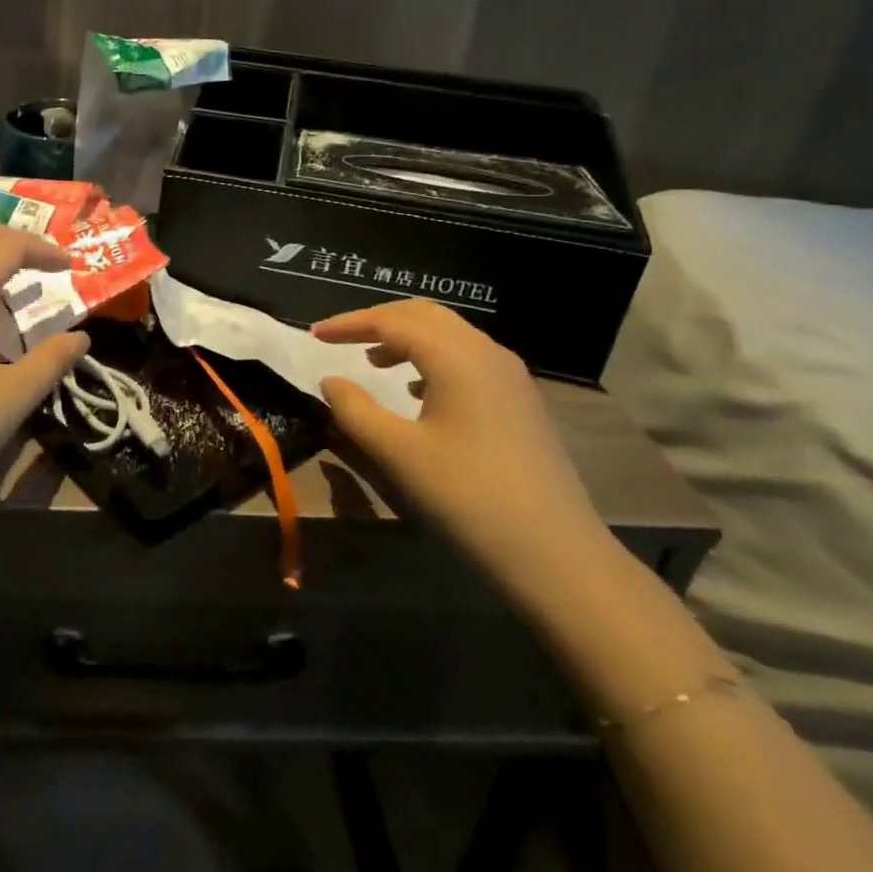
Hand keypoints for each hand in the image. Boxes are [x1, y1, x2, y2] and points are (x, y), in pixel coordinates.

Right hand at [312, 301, 611, 579]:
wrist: (558, 556)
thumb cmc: (468, 498)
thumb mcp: (398, 454)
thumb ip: (355, 411)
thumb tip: (331, 381)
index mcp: (456, 357)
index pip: (392, 321)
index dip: (349, 323)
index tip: (314, 335)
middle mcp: (487, 353)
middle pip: (424, 315)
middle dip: (378, 321)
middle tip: (341, 339)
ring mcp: (510, 376)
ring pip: (449, 335)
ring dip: (406, 339)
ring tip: (373, 363)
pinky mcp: (520, 401)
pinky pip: (467, 359)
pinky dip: (432, 360)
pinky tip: (417, 394)